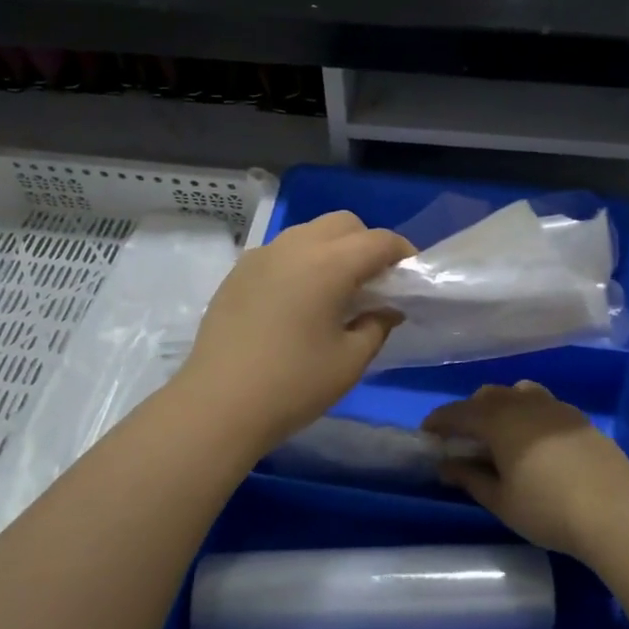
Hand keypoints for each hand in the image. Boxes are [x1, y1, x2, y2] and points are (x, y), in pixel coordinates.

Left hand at [175, 212, 413, 455]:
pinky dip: (302, 262)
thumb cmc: (293, 385)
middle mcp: (294, 246)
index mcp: (328, 263)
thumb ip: (377, 325)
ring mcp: (261, 256)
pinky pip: (281, 251)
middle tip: (375, 282)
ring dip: (332, 249)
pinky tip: (299, 300)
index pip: (378, 240)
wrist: (217, 405)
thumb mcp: (350, 361)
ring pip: (309, 233)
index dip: (402, 253)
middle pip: (343, 224)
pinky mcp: (238, 272)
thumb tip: (386, 308)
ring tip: (336, 290)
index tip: (411, 276)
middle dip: (366, 243)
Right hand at [424, 382, 628, 556]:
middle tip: (462, 437)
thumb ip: (470, 478)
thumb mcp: (501, 500)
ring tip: (499, 432)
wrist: (614, 511)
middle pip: (488, 396)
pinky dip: (528, 413)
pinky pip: (543, 405)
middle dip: (470, 412)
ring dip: (501, 406)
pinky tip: (534, 439)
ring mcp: (555, 408)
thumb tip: (446, 466)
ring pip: (518, 393)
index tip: (426, 433)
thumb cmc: (547, 508)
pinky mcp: (579, 419)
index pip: (458, 413)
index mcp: (498, 420)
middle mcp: (524, 403)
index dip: (439, 421)